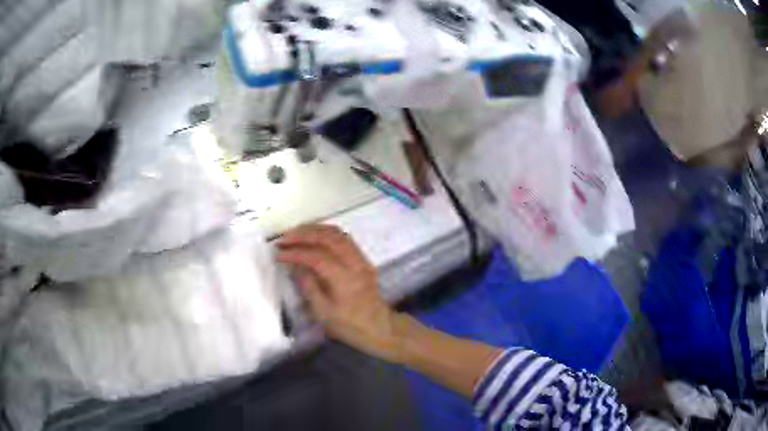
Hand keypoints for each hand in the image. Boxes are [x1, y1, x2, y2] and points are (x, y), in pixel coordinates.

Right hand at [277, 225, 401, 360]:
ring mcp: (361, 258)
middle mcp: (354, 263)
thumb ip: (309, 286)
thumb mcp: (324, 313)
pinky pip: (344, 238)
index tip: (279, 254)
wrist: (380, 327)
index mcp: (344, 279)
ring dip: (314, 230)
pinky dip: (326, 233)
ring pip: (337, 233)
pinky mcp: (363, 258)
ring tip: (295, 234)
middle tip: (284, 239)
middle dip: (303, 234)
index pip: (316, 257)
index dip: (295, 253)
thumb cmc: (350, 326)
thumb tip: (295, 266)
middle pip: (328, 238)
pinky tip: (314, 237)